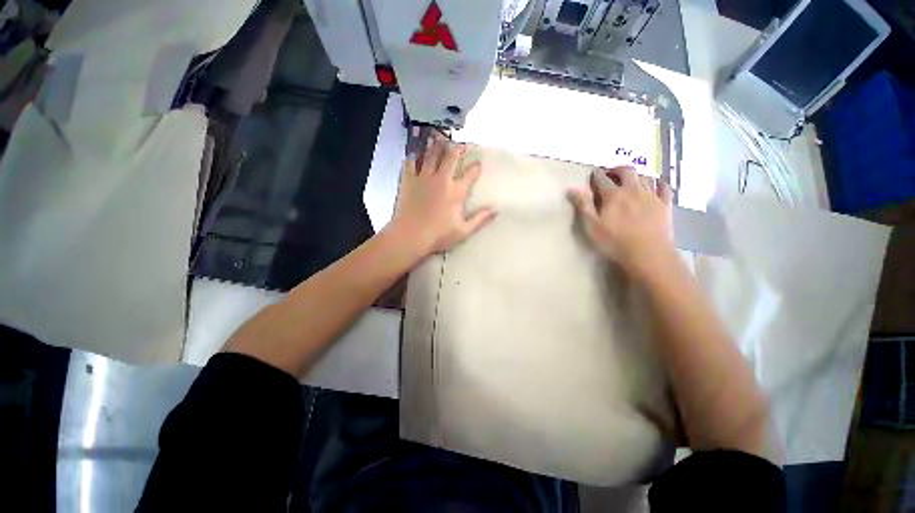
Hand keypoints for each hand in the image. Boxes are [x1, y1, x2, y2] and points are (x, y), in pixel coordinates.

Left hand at [391, 134, 496, 255]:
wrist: (410, 236)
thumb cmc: (438, 235)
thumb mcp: (464, 231)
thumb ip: (480, 219)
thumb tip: (496, 209)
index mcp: (456, 191)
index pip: (470, 174)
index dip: (476, 167)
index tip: (479, 163)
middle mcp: (441, 179)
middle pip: (450, 156)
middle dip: (458, 148)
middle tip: (461, 145)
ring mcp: (423, 177)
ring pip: (431, 154)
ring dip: (437, 146)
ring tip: (440, 139)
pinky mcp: (408, 180)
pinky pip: (410, 162)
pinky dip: (414, 156)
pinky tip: (415, 153)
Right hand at [568, 166, 674, 278]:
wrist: (648, 254)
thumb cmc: (615, 241)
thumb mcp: (592, 226)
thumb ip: (583, 206)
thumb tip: (571, 188)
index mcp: (613, 195)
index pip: (602, 179)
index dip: (596, 174)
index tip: (593, 173)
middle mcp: (633, 190)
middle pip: (626, 171)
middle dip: (617, 169)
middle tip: (611, 173)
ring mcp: (651, 195)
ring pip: (644, 176)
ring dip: (635, 174)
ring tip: (630, 179)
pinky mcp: (665, 204)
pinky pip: (663, 186)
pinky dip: (657, 182)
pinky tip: (654, 184)